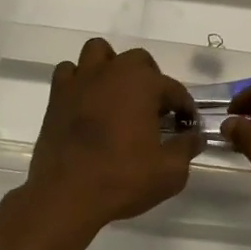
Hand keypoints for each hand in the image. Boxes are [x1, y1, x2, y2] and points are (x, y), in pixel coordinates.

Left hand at [17, 38, 202, 234]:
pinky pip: (69, 72)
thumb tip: (194, 136)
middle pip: (138, 60)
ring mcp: (81, 81)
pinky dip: (80, 80)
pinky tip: (86, 102)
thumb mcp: (170, 172)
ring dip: (112, 67)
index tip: (187, 126)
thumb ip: (186, 148)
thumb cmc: (122, 180)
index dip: (184, 107)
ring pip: (99, 52)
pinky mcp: (56, 96)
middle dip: (150, 80)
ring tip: (117, 95)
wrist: (65, 197)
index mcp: (143, 84)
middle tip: (153, 110)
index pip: (174, 89)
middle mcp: (113, 72)